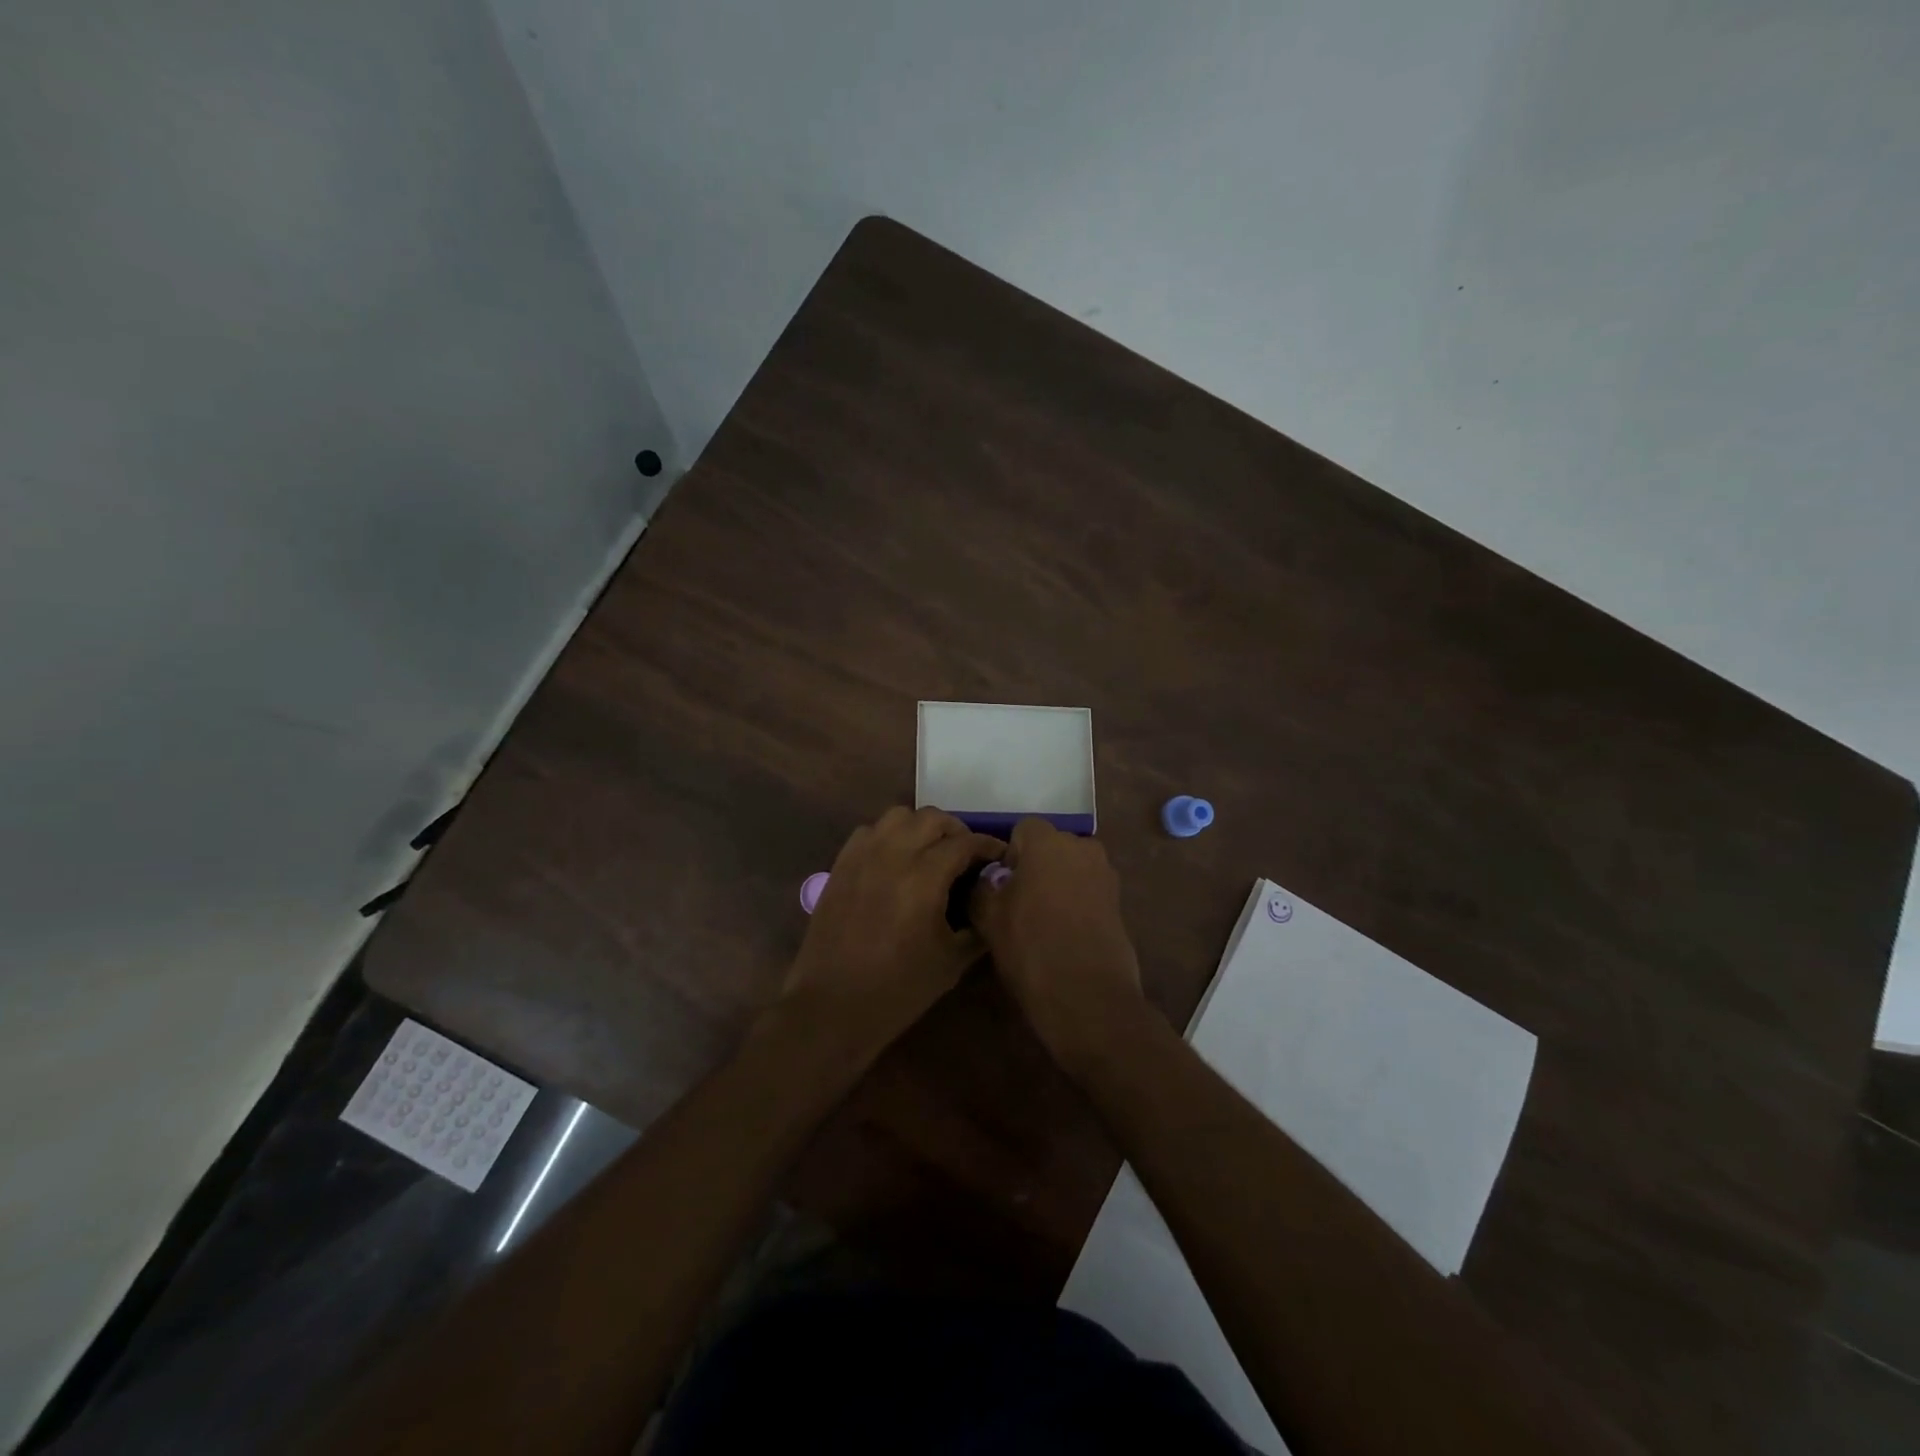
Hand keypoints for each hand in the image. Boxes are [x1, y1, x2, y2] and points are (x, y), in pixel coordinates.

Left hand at [778, 807, 1003, 1062]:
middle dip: (956, 831)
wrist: (832, 1007)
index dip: (989, 845)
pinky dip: (889, 836)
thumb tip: (992, 902)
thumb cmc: (898, 989)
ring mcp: (862, 856)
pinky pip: (869, 831)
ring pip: (898, 816)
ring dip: (921, 827)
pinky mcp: (841, 865)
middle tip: (967, 855)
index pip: (965, 843)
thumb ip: (978, 926)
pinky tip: (895, 860)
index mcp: (924, 877)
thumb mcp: (952, 962)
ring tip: (930, 851)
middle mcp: (893, 855)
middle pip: (932, 818)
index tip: (1001, 856)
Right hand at [968, 819, 1146, 1064]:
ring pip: (1071, 870)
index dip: (1009, 856)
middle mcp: (1082, 848)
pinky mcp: (1120, 903)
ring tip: (1043, 922)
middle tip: (1020, 904)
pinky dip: (1076, 905)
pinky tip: (1065, 935)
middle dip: (1036, 868)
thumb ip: (981, 887)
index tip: (1001, 888)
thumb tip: (987, 880)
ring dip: (1057, 885)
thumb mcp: (988, 917)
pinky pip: (1088, 892)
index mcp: (1048, 842)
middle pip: (1051, 848)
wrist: (1088, 996)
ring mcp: (1106, 875)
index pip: (1023, 830)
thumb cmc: (1031, 947)